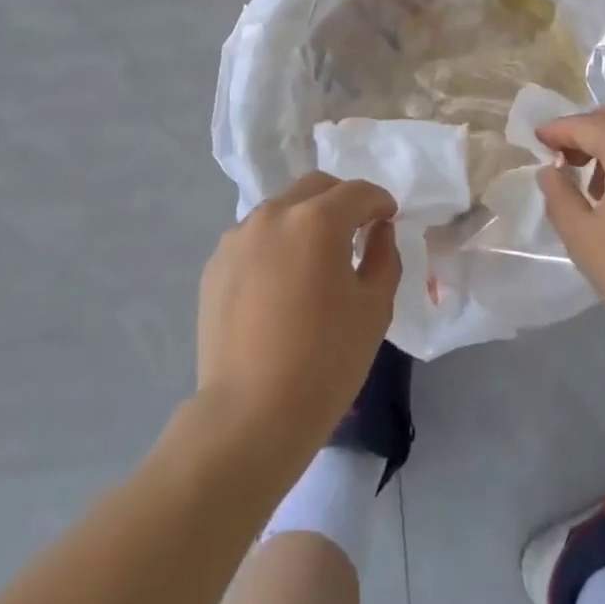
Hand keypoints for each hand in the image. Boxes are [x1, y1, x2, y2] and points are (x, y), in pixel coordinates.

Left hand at [196, 173, 400, 468]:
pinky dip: (275, 245)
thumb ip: (384, 256)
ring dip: (305, 220)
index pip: (357, 192)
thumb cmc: (325, 361)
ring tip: (314, 261)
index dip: (379, 201)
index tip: (388, 219)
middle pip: (315, 188)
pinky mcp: (216, 264)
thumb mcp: (374, 308)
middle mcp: (273, 215)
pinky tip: (281, 284)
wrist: (250, 415)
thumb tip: (378, 230)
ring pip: (281, 209)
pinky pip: (254, 238)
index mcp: (316, 220)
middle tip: (356, 231)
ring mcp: (238, 237)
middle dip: (341, 201)